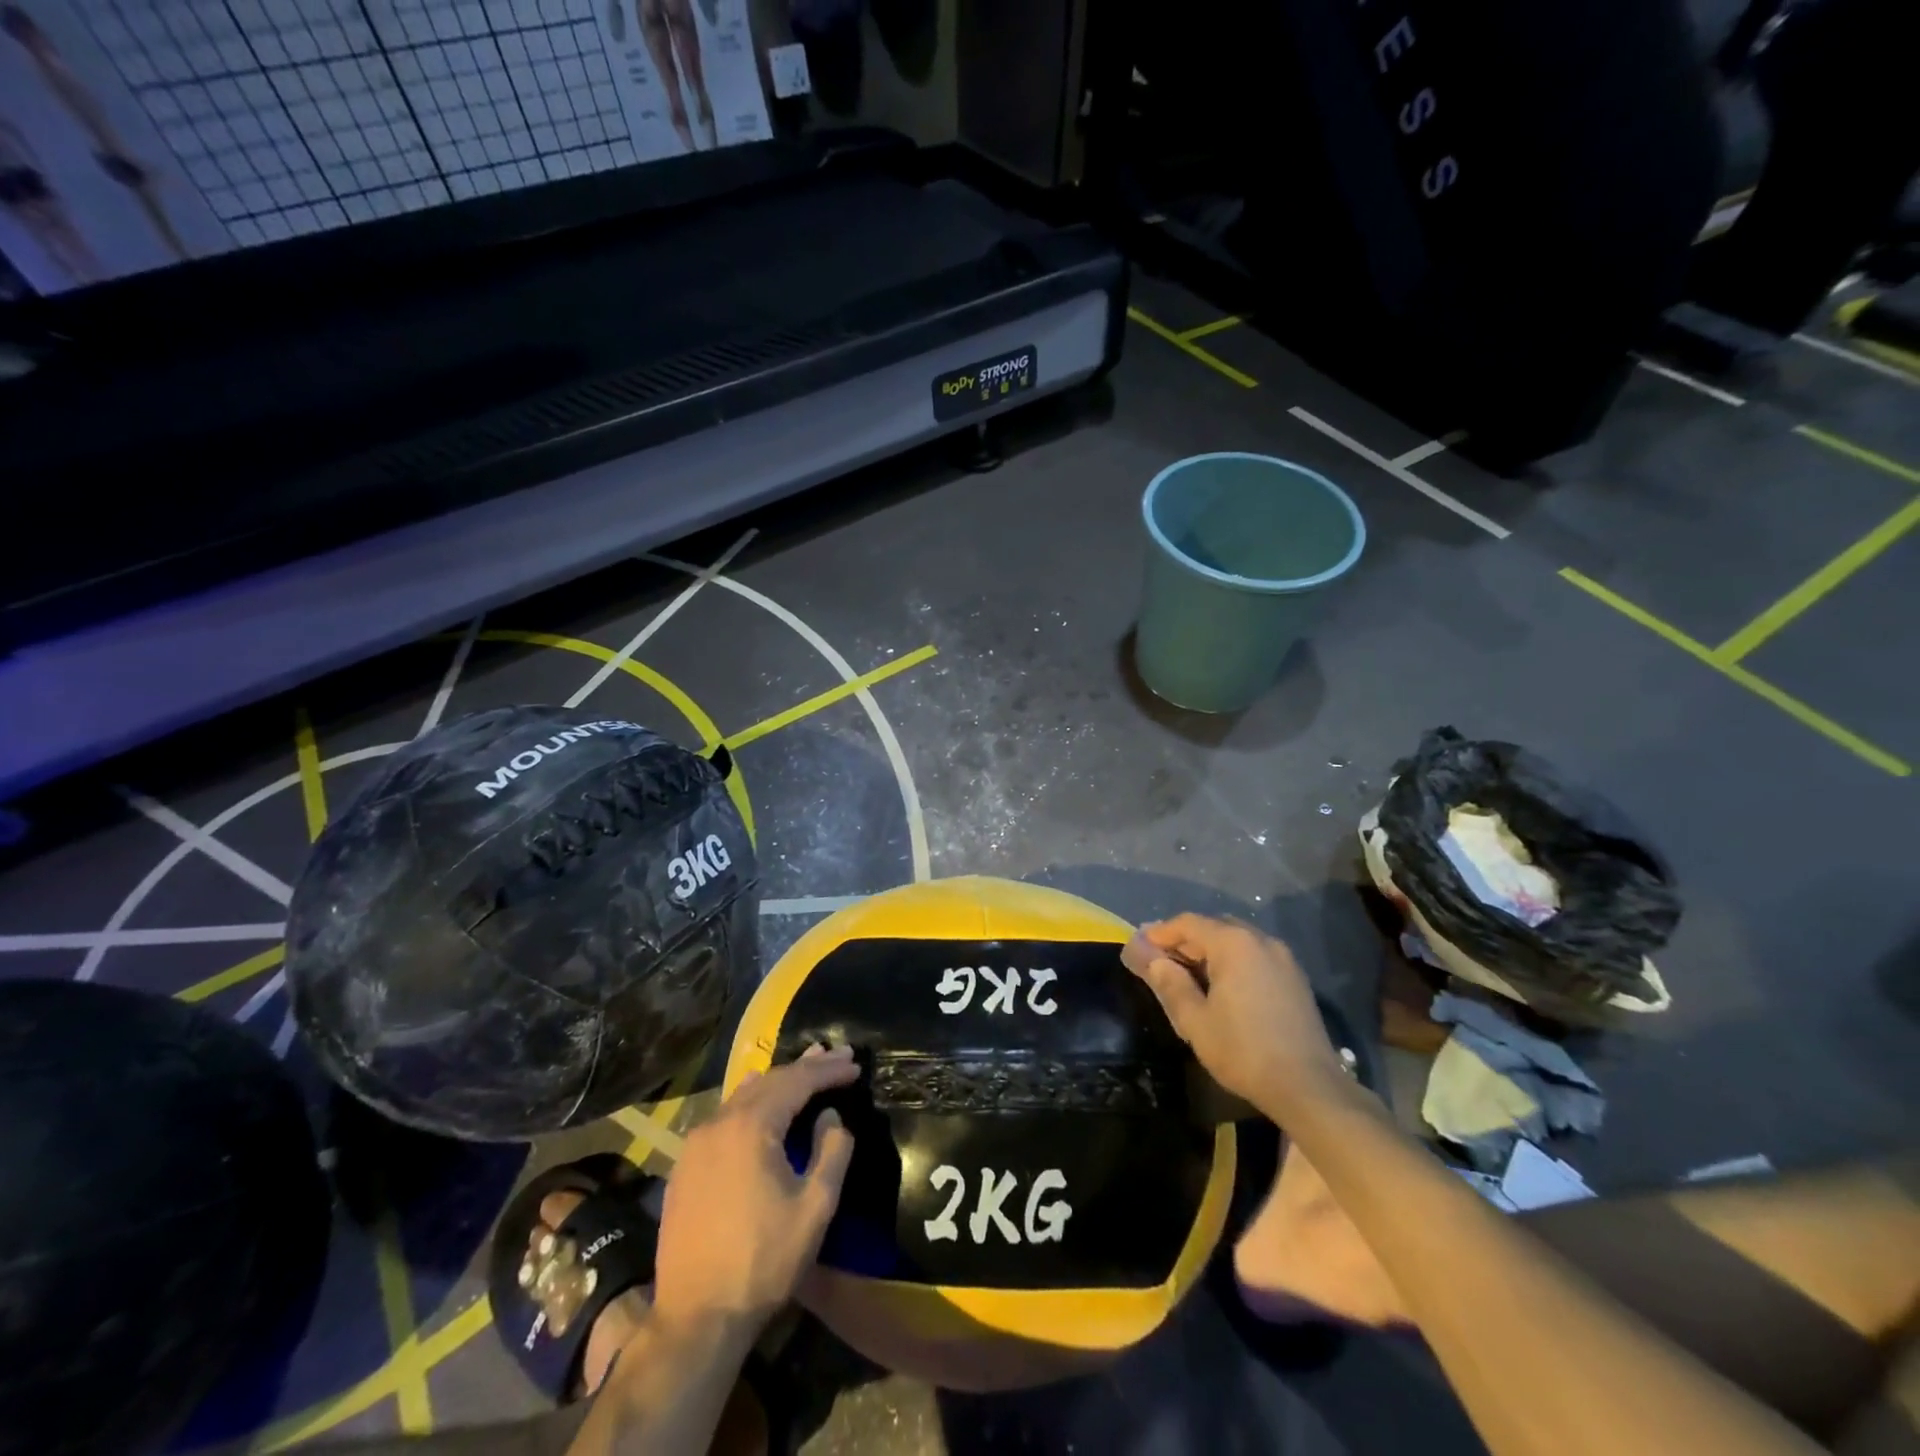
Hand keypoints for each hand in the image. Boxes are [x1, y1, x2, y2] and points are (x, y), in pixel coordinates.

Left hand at [651, 1044, 858, 1339]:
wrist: (696, 1317)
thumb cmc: (764, 1261)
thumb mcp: (815, 1207)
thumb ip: (832, 1150)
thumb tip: (829, 1116)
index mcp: (752, 1126)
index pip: (798, 1081)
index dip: (829, 1071)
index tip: (855, 1063)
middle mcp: (720, 1122)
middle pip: (770, 1080)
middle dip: (806, 1067)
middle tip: (837, 1054)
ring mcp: (697, 1143)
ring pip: (744, 1094)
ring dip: (778, 1080)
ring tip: (805, 1067)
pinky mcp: (685, 1165)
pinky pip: (725, 1116)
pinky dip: (752, 1101)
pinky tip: (762, 1101)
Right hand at [1133, 914, 1347, 1115]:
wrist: (1309, 1087)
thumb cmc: (1244, 1051)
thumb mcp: (1194, 1020)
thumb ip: (1168, 982)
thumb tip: (1146, 956)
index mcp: (1233, 943)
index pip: (1187, 923)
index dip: (1159, 934)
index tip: (1137, 949)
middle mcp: (1260, 939)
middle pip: (1212, 927)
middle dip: (1183, 941)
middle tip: (1158, 962)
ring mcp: (1282, 958)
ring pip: (1235, 941)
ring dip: (1207, 951)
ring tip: (1186, 976)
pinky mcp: (1295, 978)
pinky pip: (1254, 956)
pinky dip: (1231, 962)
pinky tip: (1221, 987)